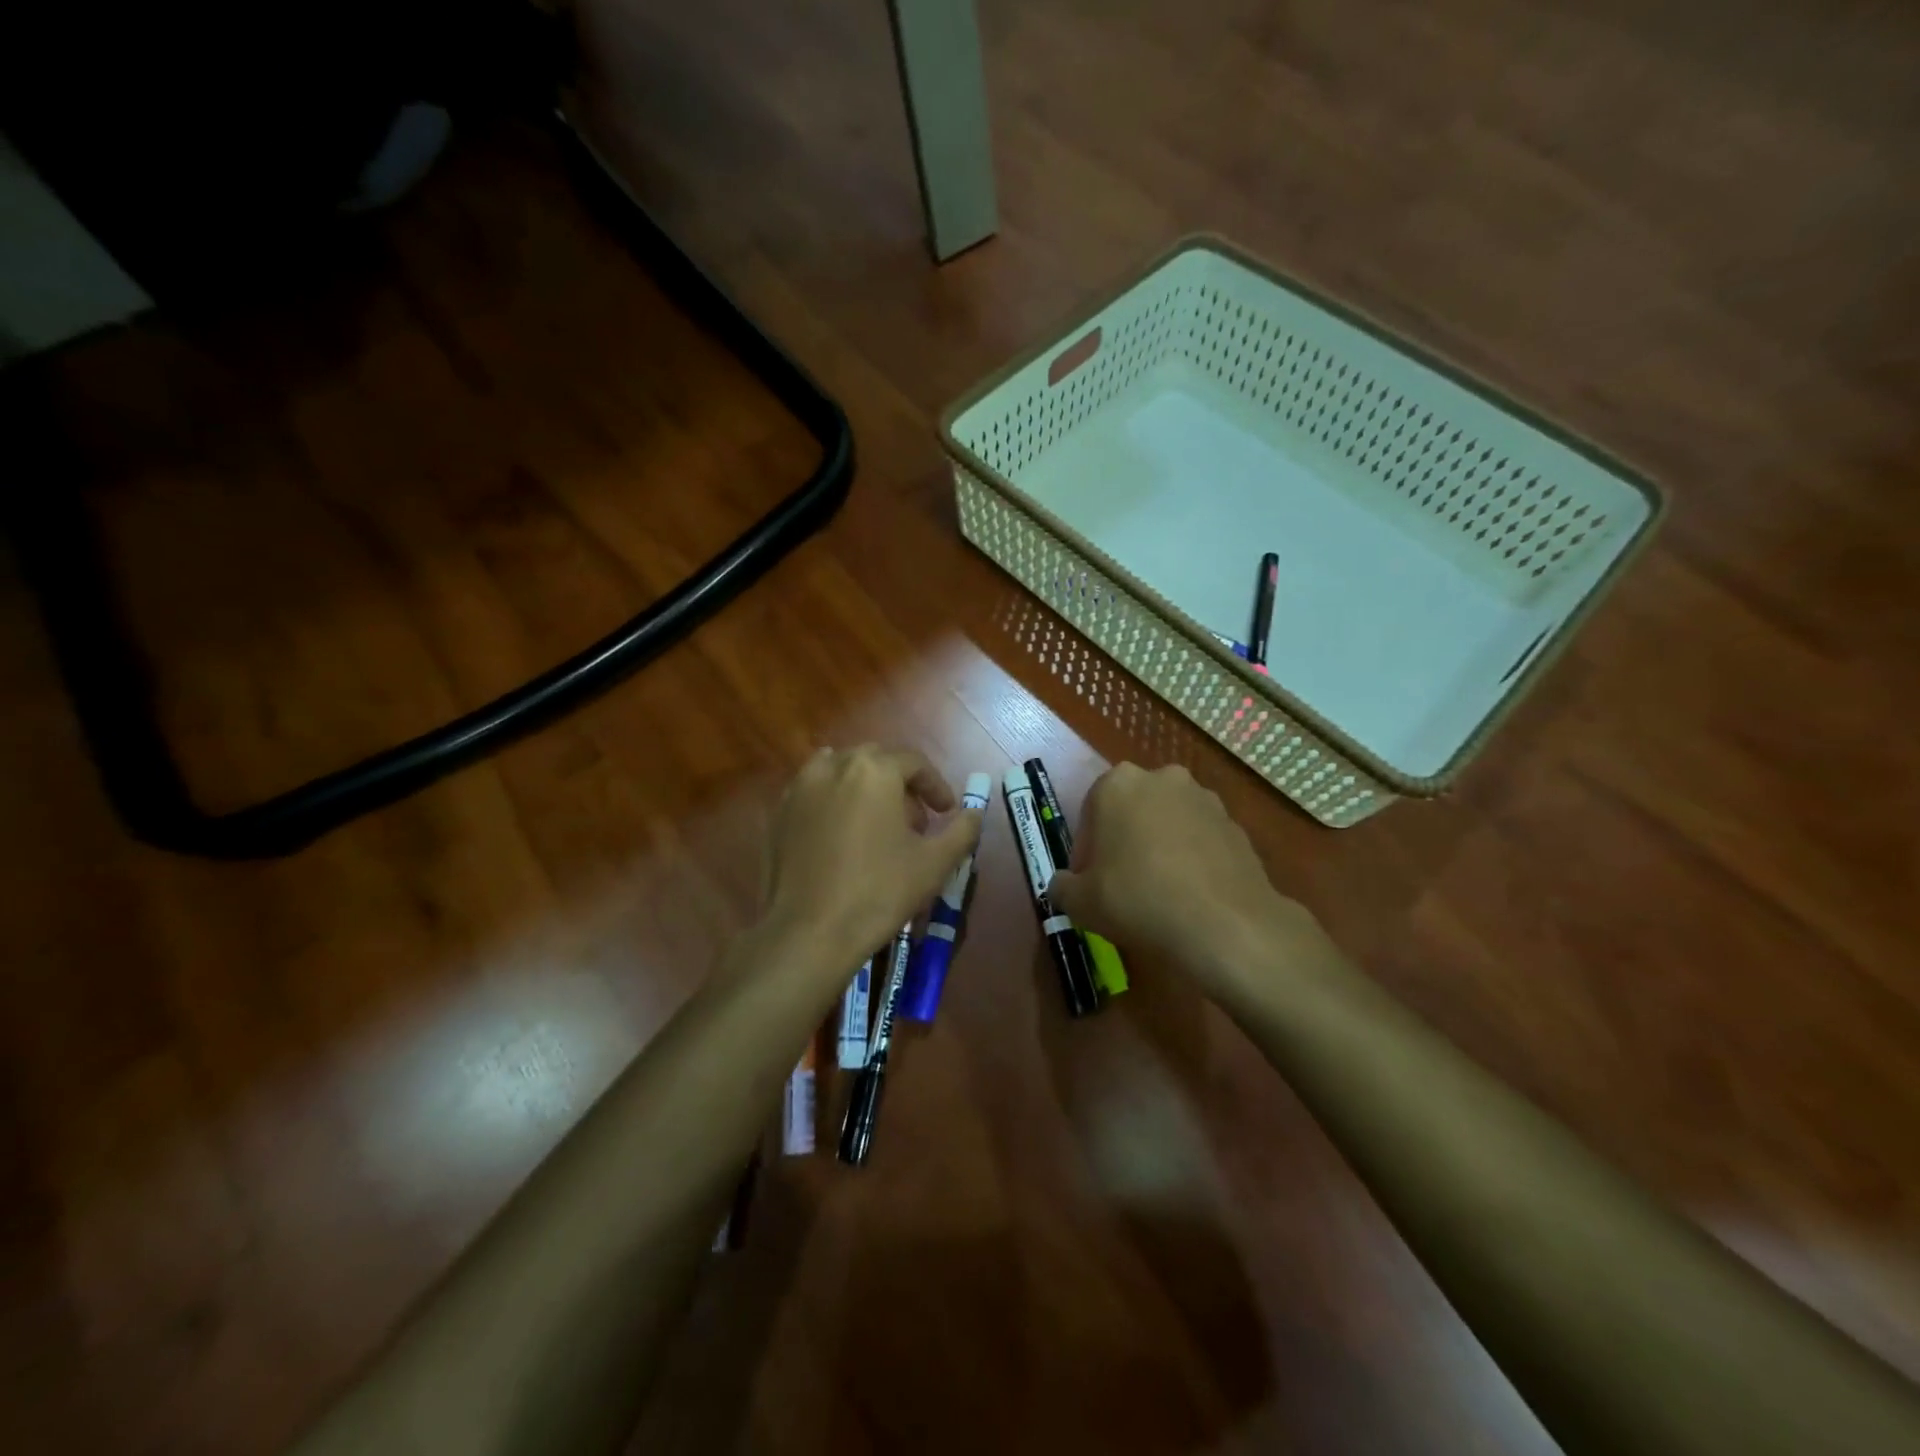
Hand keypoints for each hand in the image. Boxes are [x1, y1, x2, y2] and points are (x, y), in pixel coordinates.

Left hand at [762, 746, 983, 970]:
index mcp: (873, 769)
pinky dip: (836, 802)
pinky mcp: (779, 813)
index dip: (936, 787)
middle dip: (901, 785)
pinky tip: (845, 837)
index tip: (947, 811)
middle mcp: (833, 765)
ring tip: (878, 825)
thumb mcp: (935, 863)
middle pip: (876, 762)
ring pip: (842, 772)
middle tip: (916, 821)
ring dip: (866, 788)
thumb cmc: (879, 892)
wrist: (809, 932)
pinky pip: (816, 793)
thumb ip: (962, 830)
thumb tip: (974, 813)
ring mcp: (800, 787)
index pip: (914, 763)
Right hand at [1048, 763, 1329, 994]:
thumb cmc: (1137, 900)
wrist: (1224, 924)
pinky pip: (1201, 840)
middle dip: (1124, 840)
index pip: (1090, 813)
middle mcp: (1162, 778)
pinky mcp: (1236, 824)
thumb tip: (1064, 884)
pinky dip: (1192, 859)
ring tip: (1160, 892)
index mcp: (1117, 784)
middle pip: (1131, 810)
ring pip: (1168, 822)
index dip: (1086, 851)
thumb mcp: (1080, 902)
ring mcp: (1204, 798)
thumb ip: (1063, 887)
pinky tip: (1190, 896)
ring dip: (1160, 846)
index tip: (1090, 882)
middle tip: (1121, 884)